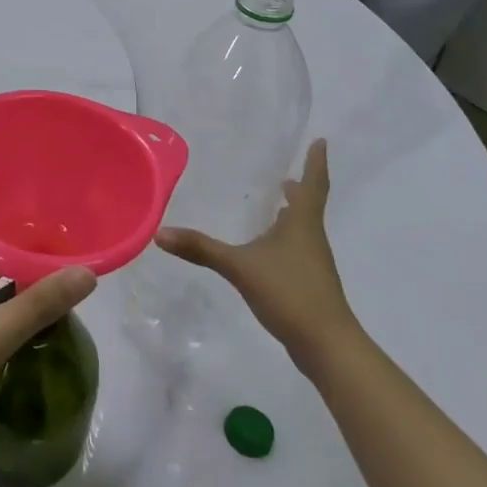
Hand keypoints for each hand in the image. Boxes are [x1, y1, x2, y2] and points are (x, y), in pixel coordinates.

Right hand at [155, 139, 358, 371]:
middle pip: (308, 206)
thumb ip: (201, 249)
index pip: (313, 184)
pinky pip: (296, 250)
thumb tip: (160, 232)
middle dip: (300, 189)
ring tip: (274, 205)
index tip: (321, 141)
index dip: (316, 162)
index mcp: (301, 224)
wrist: (326, 346)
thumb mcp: (239, 267)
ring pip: (302, 229)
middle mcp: (310, 238)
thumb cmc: (290, 293)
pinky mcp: (308, 284)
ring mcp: (312, 263)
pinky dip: (284, 239)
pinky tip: (267, 249)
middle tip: (286, 175)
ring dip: (291, 214)